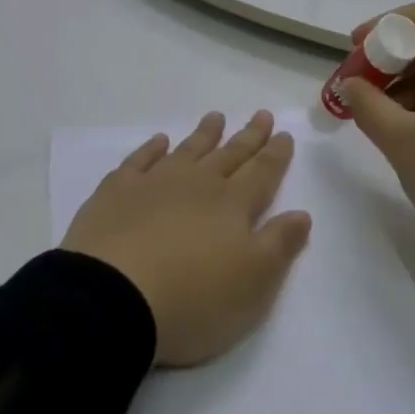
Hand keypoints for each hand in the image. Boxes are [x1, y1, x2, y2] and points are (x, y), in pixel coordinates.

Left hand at [61, 111, 312, 366]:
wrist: (112, 299)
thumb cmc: (192, 299)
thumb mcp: (253, 284)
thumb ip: (279, 245)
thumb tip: (302, 213)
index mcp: (233, 205)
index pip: (262, 173)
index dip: (275, 155)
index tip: (284, 134)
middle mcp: (198, 184)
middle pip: (229, 155)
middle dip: (248, 137)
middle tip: (261, 114)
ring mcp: (155, 184)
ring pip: (187, 150)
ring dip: (204, 134)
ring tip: (216, 117)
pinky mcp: (116, 193)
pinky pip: (139, 161)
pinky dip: (150, 149)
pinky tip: (159, 141)